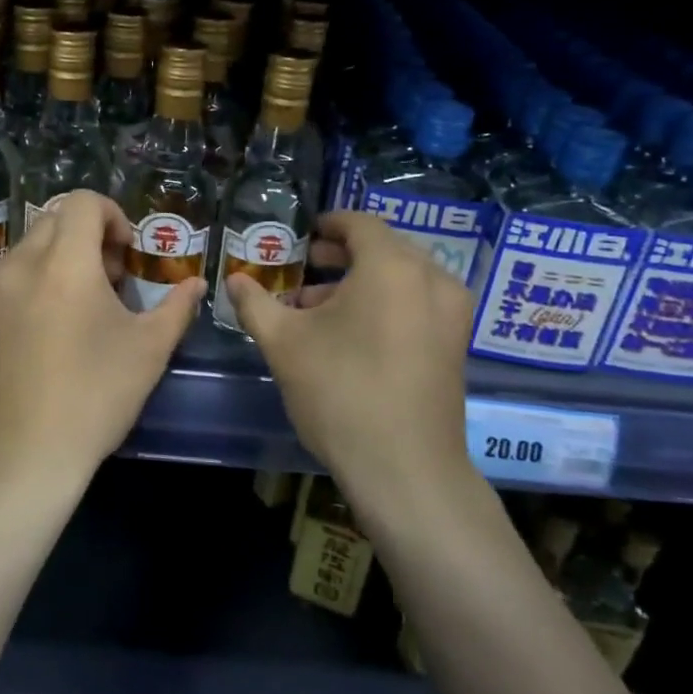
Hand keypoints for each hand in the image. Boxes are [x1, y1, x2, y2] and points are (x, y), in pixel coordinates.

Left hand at [0, 191, 200, 487]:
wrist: (23, 455)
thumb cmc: (94, 396)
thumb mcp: (149, 350)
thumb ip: (177, 307)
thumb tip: (195, 284)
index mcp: (63, 264)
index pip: (82, 202)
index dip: (113, 216)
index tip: (128, 255)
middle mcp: (21, 265)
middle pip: (56, 218)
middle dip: (90, 235)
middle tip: (114, 279)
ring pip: (33, 245)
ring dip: (65, 255)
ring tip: (88, 304)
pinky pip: (16, 273)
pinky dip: (41, 277)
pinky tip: (59, 325)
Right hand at [225, 213, 486, 513]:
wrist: (405, 469)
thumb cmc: (340, 392)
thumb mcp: (284, 344)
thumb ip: (256, 303)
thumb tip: (235, 280)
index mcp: (391, 266)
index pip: (360, 223)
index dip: (328, 224)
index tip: (302, 235)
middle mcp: (431, 278)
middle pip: (384, 248)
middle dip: (341, 254)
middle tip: (305, 266)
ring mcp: (451, 313)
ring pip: (402, 277)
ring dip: (361, 281)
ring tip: (317, 307)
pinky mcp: (457, 344)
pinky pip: (418, 302)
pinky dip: (386, 303)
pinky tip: (352, 333)